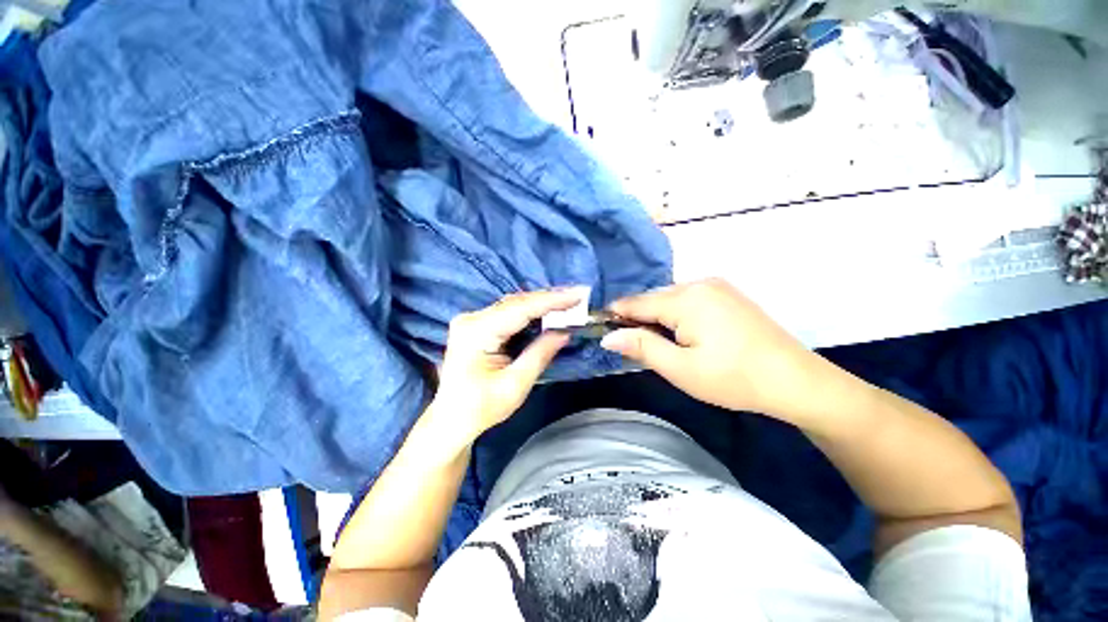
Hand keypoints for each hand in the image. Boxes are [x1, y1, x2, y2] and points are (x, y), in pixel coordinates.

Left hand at [429, 288, 582, 447]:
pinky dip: (530, 312)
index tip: (578, 295)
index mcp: (477, 333)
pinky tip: (547, 311)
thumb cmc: (481, 408)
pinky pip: (508, 313)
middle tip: (577, 297)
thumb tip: (565, 332)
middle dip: (549, 299)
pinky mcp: (476, 325)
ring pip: (513, 305)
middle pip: (516, 303)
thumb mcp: (515, 385)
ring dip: (541, 304)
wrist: (451, 419)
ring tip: (567, 301)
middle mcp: (471, 319)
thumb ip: (540, 354)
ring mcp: (471, 320)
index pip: (520, 309)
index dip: (551, 301)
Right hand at [601, 279, 823, 419]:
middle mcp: (700, 283)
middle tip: (633, 346)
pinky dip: (676, 315)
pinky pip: (689, 299)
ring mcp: (717, 286)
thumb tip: (608, 336)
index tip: (600, 329)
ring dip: (658, 317)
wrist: (797, 381)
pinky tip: (682, 334)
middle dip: (638, 318)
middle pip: (653, 299)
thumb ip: (641, 347)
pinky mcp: (728, 295)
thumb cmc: (734, 378)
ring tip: (657, 343)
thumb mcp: (680, 369)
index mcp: (686, 298)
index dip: (615, 315)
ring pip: (671, 298)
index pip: (636, 302)